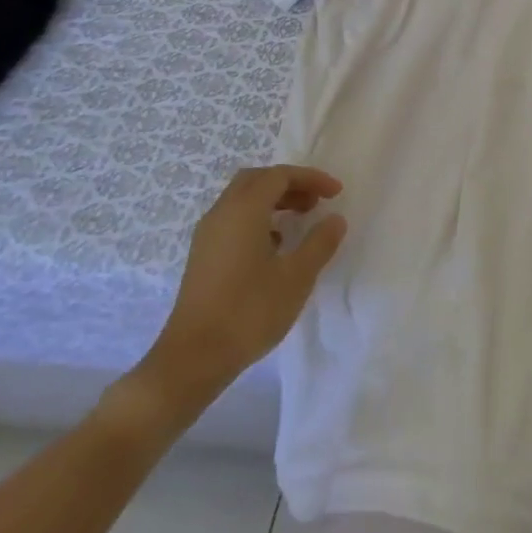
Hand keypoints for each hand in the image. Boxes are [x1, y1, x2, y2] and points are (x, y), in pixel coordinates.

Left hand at [129, 165, 346, 427]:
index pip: (279, 175)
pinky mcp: (203, 256)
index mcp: (243, 211)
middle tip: (316, 201)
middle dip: (289, 184)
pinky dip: (258, 218)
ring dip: (273, 200)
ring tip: (300, 220)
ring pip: (242, 200)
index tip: (337, 193)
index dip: (311, 178)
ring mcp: (207, 235)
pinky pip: (233, 220)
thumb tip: (334, 219)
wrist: (194, 357)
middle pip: (256, 180)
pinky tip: (274, 246)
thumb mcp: (297, 276)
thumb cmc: (250, 311)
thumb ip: (320, 243)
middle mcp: (221, 214)